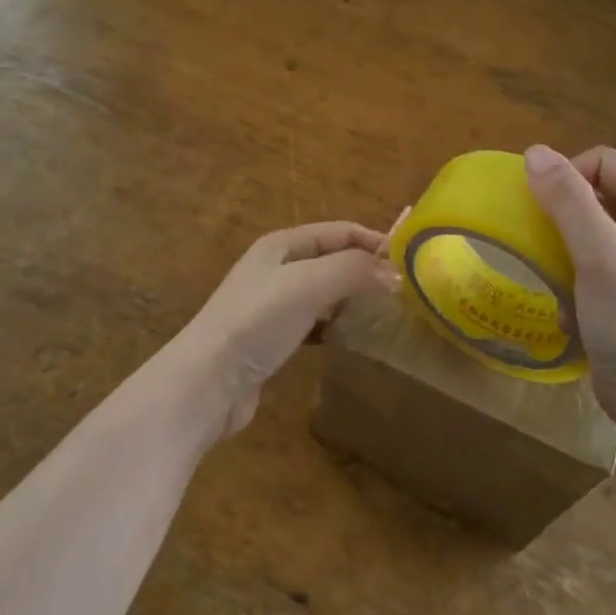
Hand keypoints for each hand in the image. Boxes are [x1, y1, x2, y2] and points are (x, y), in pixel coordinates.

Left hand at [177, 222, 398, 438]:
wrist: (206, 383)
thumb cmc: (257, 322)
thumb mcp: (309, 284)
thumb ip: (354, 271)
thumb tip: (396, 274)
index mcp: (281, 245)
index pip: (339, 231)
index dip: (373, 240)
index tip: (409, 261)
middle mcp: (275, 269)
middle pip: (331, 259)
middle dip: (365, 269)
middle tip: (403, 290)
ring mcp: (270, 306)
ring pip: (323, 292)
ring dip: (351, 298)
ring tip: (385, 313)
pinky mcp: (270, 341)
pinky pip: (312, 324)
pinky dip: (334, 326)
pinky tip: (350, 339)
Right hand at [524, 144, 615, 435]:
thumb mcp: (601, 258)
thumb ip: (568, 202)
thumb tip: (534, 152)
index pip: (605, 163)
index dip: (569, 178)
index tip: (544, 214)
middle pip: (595, 193)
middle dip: (564, 218)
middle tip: (547, 247)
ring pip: (586, 228)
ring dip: (563, 250)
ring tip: (559, 278)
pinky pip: (587, 260)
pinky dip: (571, 275)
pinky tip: (571, 305)